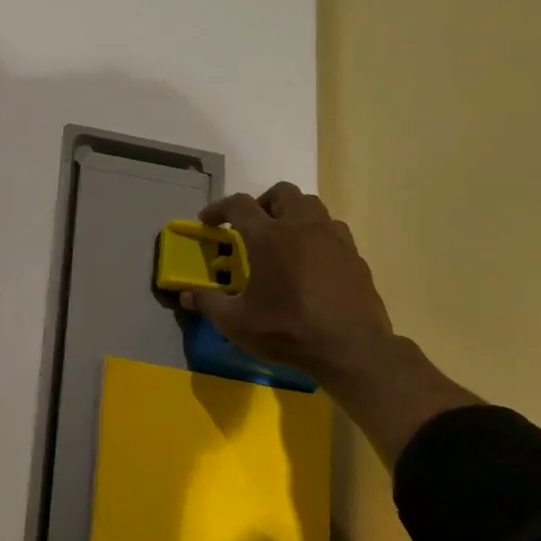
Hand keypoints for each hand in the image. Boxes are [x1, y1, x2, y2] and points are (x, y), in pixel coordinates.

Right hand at [183, 182, 394, 382]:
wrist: (351, 348)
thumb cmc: (287, 330)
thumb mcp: (236, 322)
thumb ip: (208, 303)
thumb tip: (185, 295)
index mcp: (268, 237)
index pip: (238, 205)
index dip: (218, 208)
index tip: (207, 221)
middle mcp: (302, 227)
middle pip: (282, 192)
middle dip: (262, 202)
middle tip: (251, 226)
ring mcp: (333, 238)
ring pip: (312, 206)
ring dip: (292, 214)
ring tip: (282, 239)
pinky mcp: (354, 255)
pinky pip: (332, 229)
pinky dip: (316, 234)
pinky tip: (310, 260)